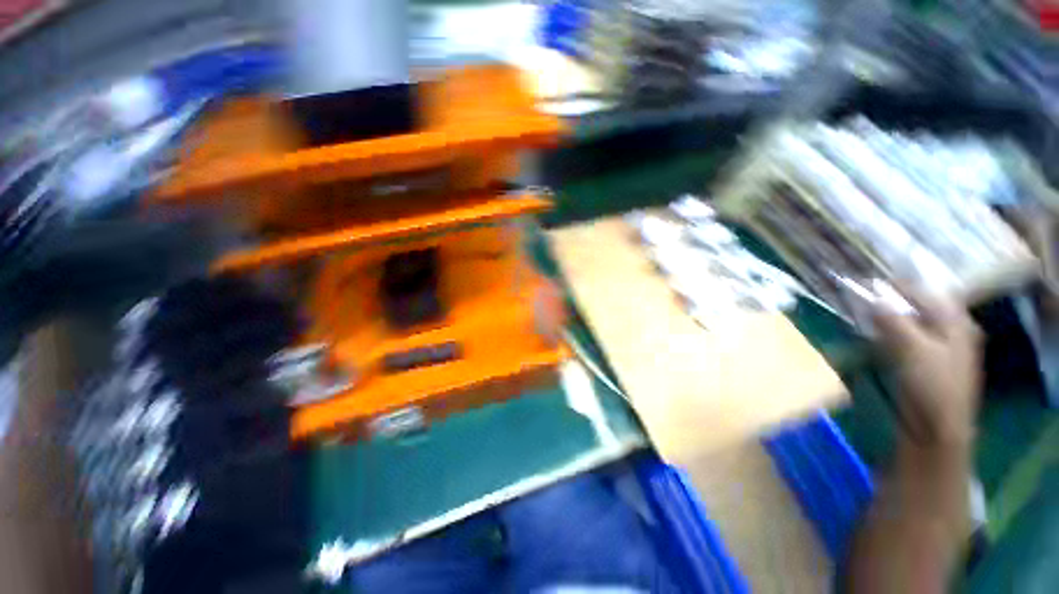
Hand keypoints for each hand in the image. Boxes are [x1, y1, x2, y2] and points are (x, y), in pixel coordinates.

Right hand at [872, 289, 982, 446]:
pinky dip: (886, 330)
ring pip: (907, 320)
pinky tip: (871, 331)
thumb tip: (871, 297)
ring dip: (885, 315)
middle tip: (858, 294)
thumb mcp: (913, 349)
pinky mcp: (922, 360)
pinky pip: (902, 336)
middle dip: (888, 299)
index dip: (895, 285)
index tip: (864, 281)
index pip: (923, 291)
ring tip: (859, 309)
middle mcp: (948, 328)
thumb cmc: (932, 386)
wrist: (936, 428)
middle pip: (916, 305)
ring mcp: (936, 345)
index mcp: (954, 321)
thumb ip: (893, 320)